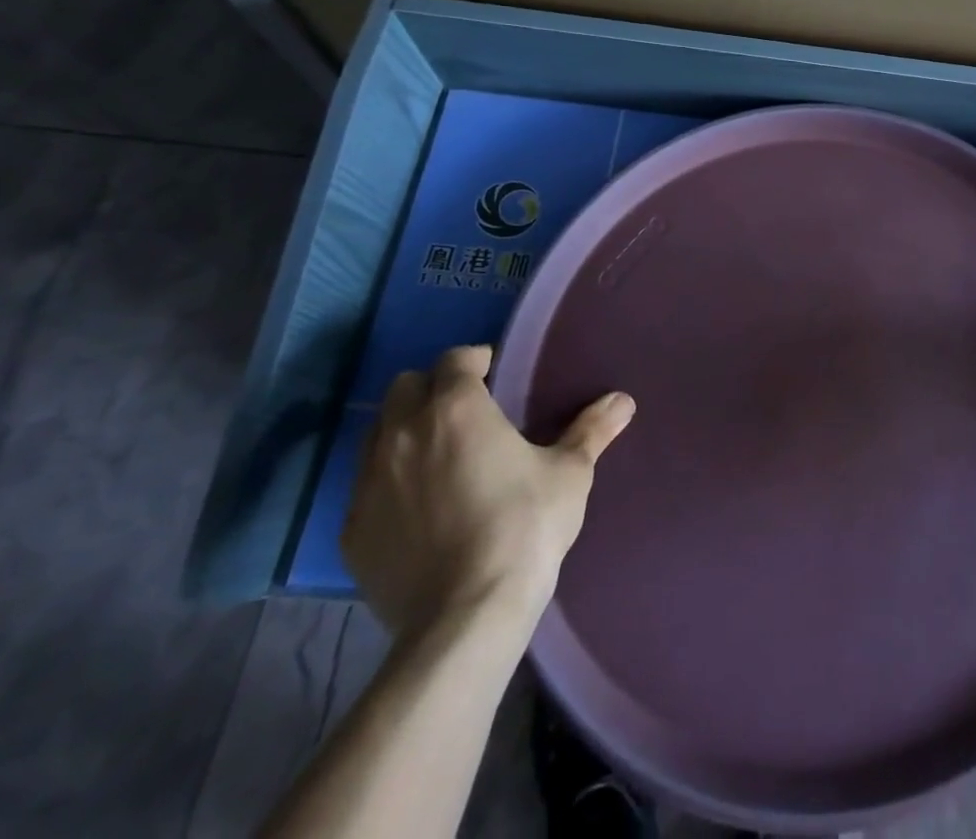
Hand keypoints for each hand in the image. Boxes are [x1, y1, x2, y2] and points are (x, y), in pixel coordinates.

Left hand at [342, 344, 634, 643]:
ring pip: (378, 433)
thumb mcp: (569, 474)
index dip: (476, 361)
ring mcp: (369, 482)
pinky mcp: (352, 529)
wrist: (465, 617)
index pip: (455, 359)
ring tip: (440, 456)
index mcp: (456, 409)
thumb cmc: (524, 527)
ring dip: (406, 431)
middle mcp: (403, 433)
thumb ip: (591, 430)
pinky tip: (420, 508)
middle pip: (405, 387)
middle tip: (467, 412)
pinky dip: (390, 482)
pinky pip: (366, 486)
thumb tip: (623, 400)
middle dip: (433, 389)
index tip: (496, 375)